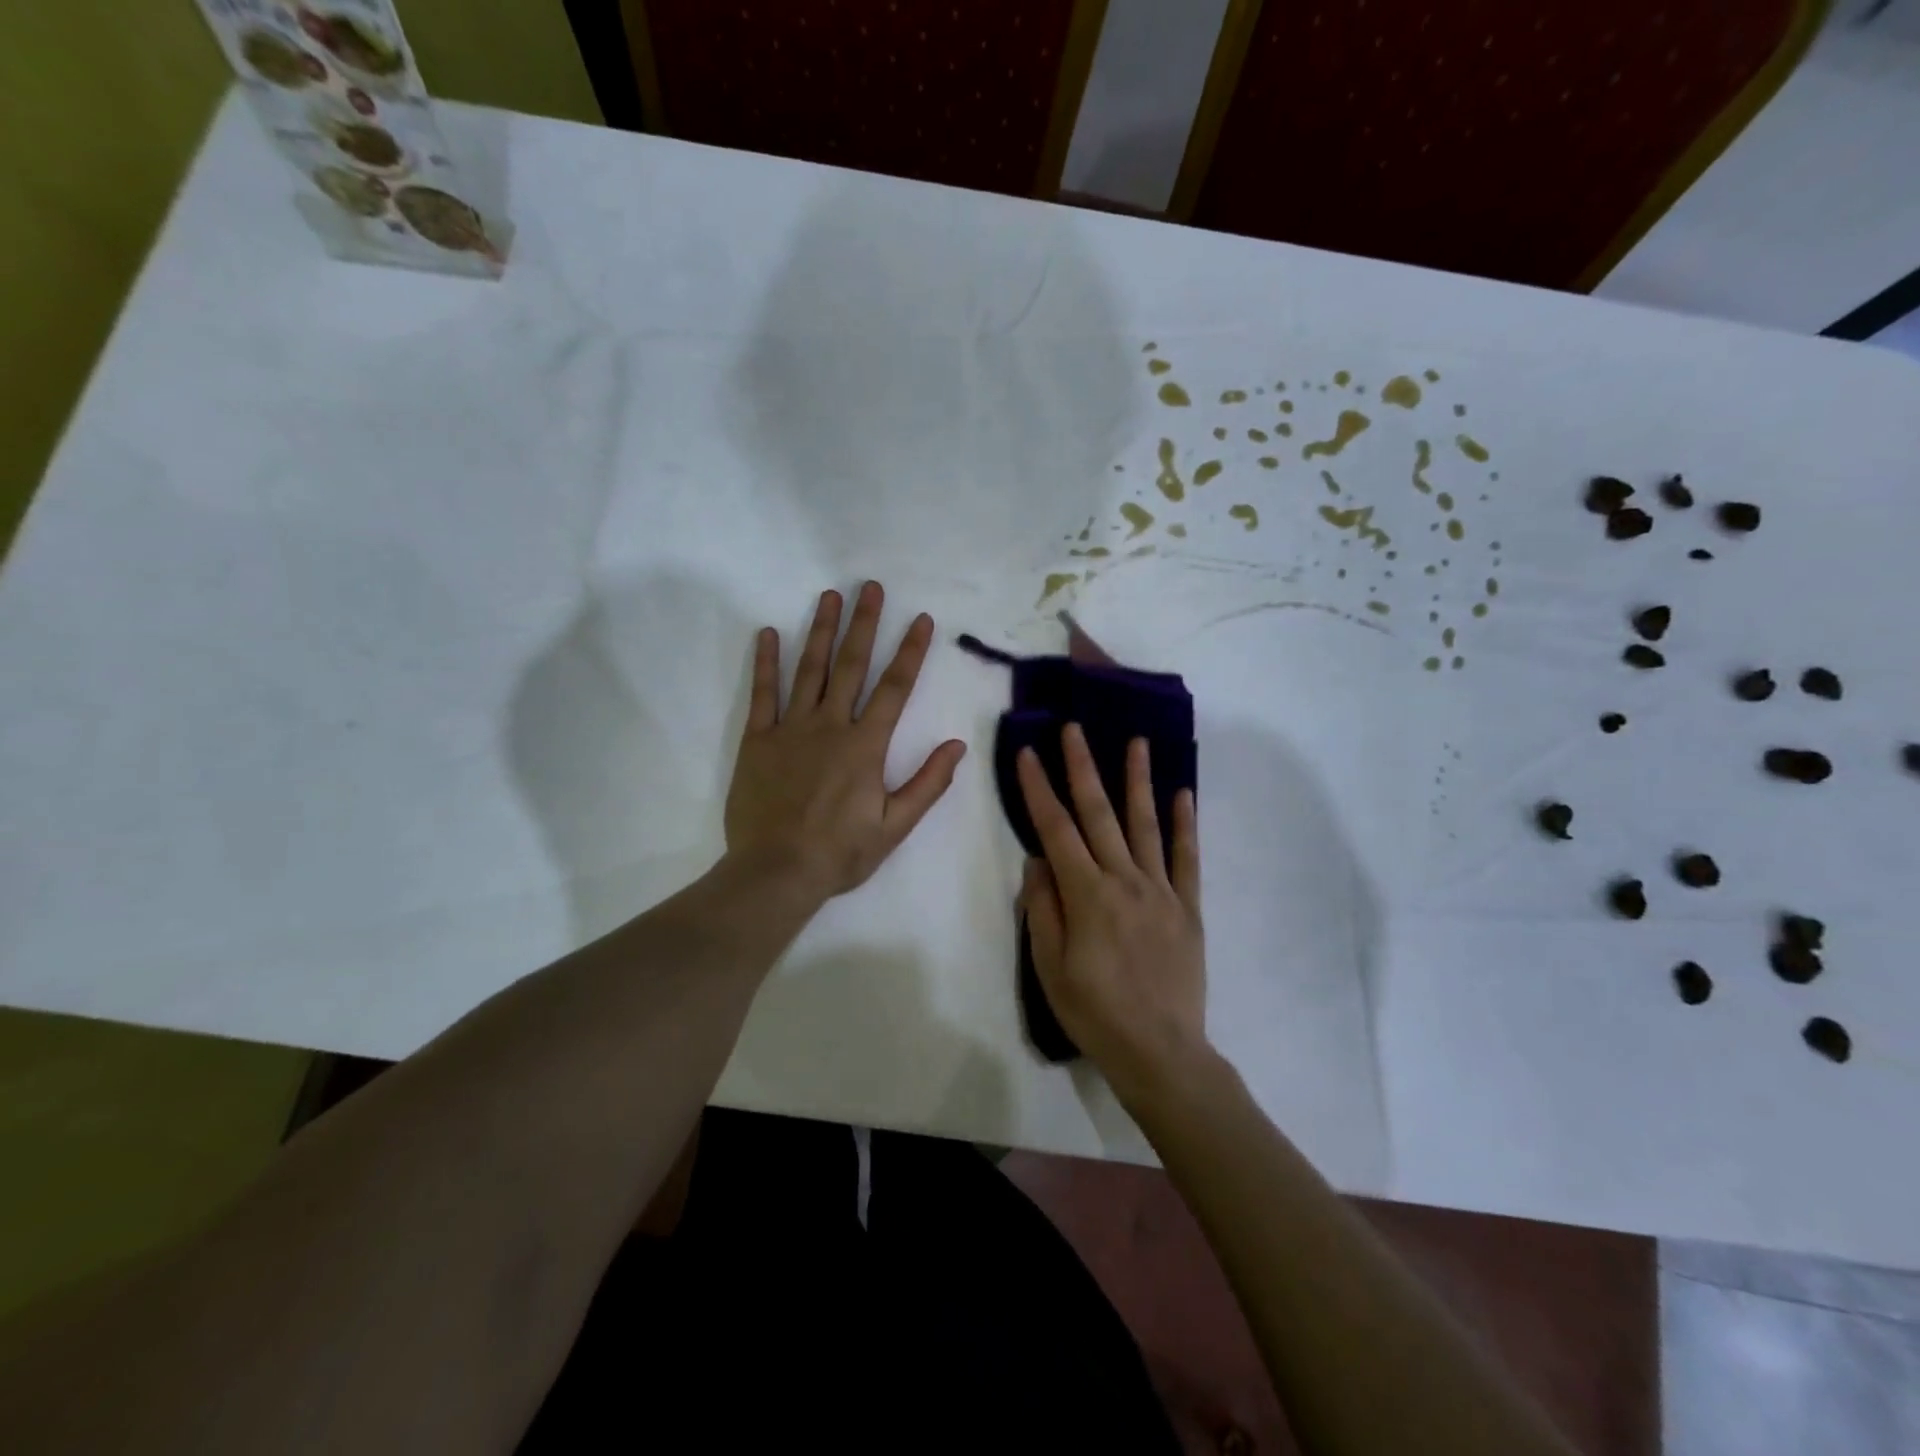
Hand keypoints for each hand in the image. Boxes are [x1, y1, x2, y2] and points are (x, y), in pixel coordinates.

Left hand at [726, 582, 967, 901]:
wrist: (775, 871)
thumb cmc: (840, 852)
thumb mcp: (894, 826)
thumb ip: (927, 783)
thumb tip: (958, 745)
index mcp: (865, 745)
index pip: (895, 688)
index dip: (910, 651)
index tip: (920, 619)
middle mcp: (830, 725)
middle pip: (850, 665)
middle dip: (864, 624)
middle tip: (869, 587)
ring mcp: (790, 728)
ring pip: (808, 669)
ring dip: (820, 630)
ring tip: (829, 596)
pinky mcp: (757, 739)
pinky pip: (762, 693)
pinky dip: (765, 662)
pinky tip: (767, 633)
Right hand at [1017, 726, 1206, 1101]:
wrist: (1160, 1052)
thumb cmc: (1094, 1012)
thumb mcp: (1049, 967)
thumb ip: (1042, 908)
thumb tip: (1036, 860)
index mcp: (1086, 894)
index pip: (1056, 829)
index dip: (1039, 789)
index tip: (1029, 753)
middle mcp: (1124, 880)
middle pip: (1099, 814)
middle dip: (1083, 767)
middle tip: (1075, 728)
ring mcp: (1161, 891)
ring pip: (1146, 824)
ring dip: (1138, 780)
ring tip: (1137, 742)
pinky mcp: (1187, 907)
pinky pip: (1187, 858)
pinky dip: (1185, 824)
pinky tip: (1183, 794)